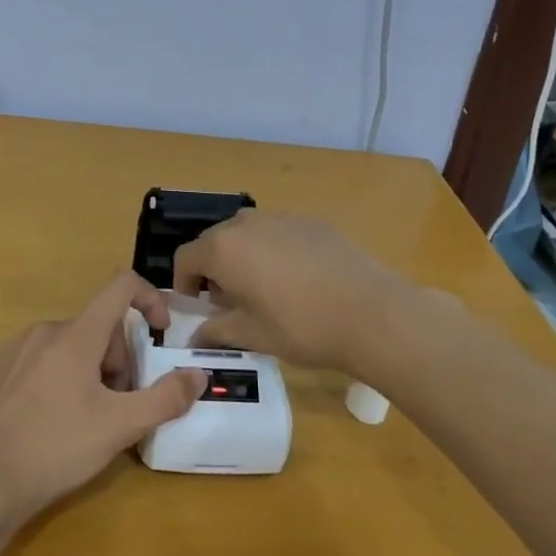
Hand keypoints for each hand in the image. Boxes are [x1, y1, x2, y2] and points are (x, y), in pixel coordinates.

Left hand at [0, 271, 206, 519]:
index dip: (150, 298)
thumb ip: (164, 398)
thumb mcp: (119, 427)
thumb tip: (198, 375)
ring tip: (84, 419)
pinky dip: (56, 378)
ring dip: (89, 370)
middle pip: (98, 326)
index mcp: (76, 334)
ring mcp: (14, 348)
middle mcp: (45, 330)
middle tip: (117, 406)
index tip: (160, 333)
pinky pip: (38, 360)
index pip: (121, 286)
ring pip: (69, 345)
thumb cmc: (56, 447)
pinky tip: (48, 421)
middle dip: (118, 359)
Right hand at [172, 210, 413, 373]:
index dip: (184, 283)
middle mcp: (246, 223)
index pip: (185, 257)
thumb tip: (194, 338)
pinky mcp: (311, 221)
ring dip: (243, 256)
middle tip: (230, 302)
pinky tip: (298, 279)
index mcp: (223, 248)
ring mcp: (281, 217)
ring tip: (264, 289)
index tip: (198, 307)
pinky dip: (274, 250)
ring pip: (247, 233)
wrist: (372, 312)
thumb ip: (216, 332)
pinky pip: (278, 232)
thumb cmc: (301, 326)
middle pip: (214, 241)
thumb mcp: (252, 335)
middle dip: (213, 269)